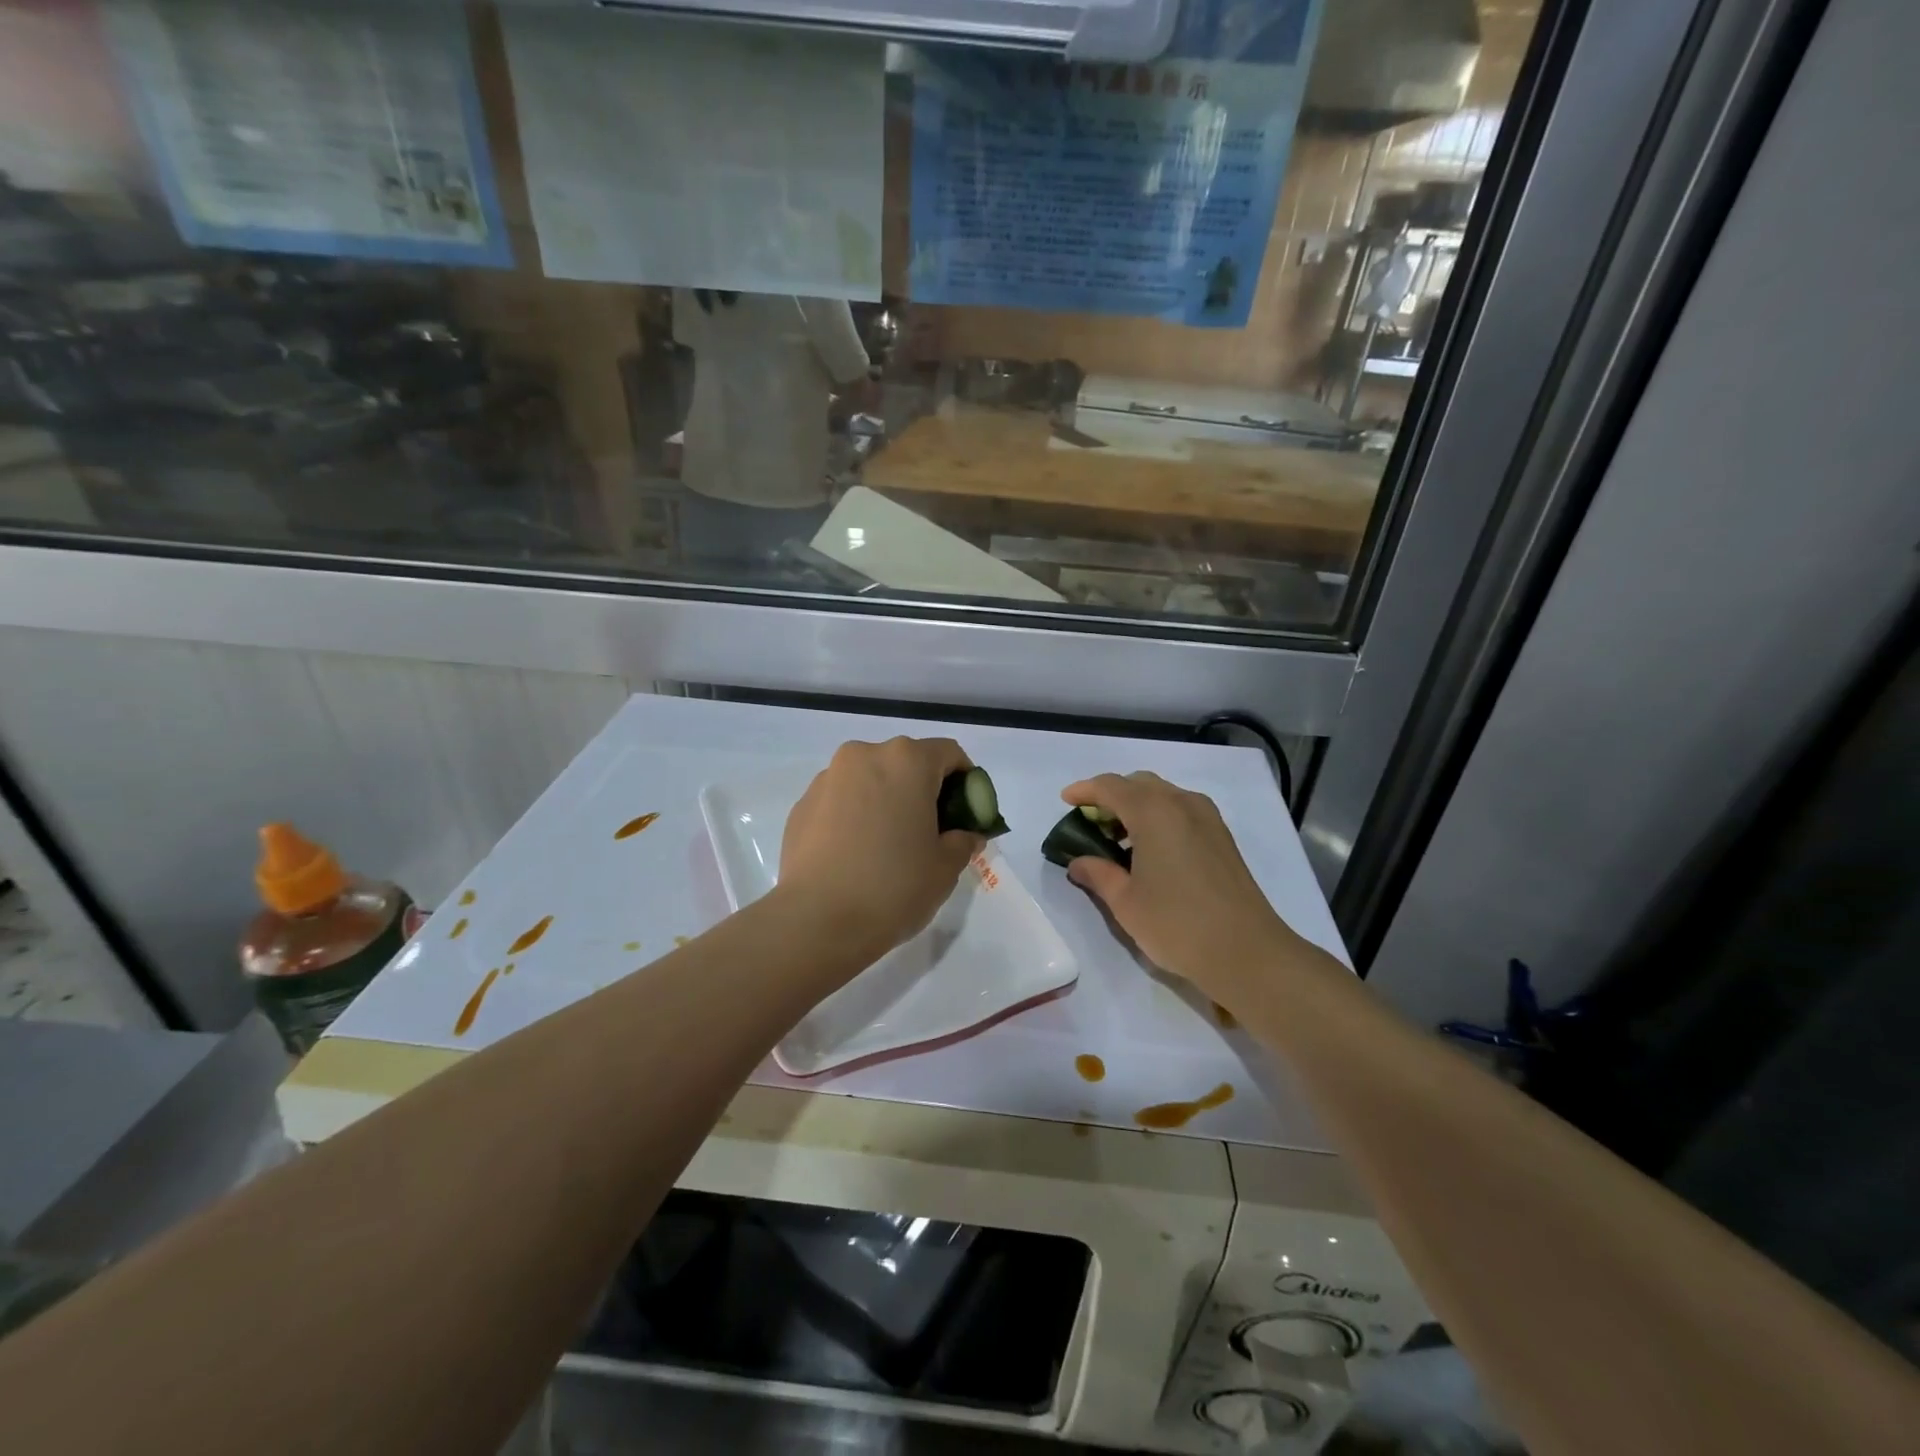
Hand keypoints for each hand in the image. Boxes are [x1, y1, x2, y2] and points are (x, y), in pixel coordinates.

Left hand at [780, 737, 980, 957]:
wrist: (816, 920)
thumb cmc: (893, 886)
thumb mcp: (946, 868)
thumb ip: (963, 841)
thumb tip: (965, 834)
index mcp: (906, 761)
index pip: (949, 753)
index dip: (966, 782)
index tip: (966, 815)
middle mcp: (865, 756)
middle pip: (907, 762)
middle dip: (923, 790)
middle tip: (930, 832)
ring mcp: (828, 778)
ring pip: (871, 779)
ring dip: (886, 800)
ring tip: (888, 845)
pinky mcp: (802, 804)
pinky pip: (841, 800)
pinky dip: (855, 815)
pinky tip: (856, 854)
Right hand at [1059, 771, 1299, 1003]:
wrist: (1246, 950)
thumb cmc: (1176, 924)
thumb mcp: (1125, 902)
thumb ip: (1098, 873)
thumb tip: (1078, 862)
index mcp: (1153, 812)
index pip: (1110, 787)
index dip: (1084, 790)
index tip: (1066, 801)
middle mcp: (1181, 803)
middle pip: (1138, 784)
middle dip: (1111, 796)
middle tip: (1090, 822)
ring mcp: (1207, 817)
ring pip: (1163, 794)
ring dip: (1136, 805)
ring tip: (1117, 838)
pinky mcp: (1221, 835)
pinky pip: (1181, 809)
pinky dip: (1159, 816)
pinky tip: (1150, 848)